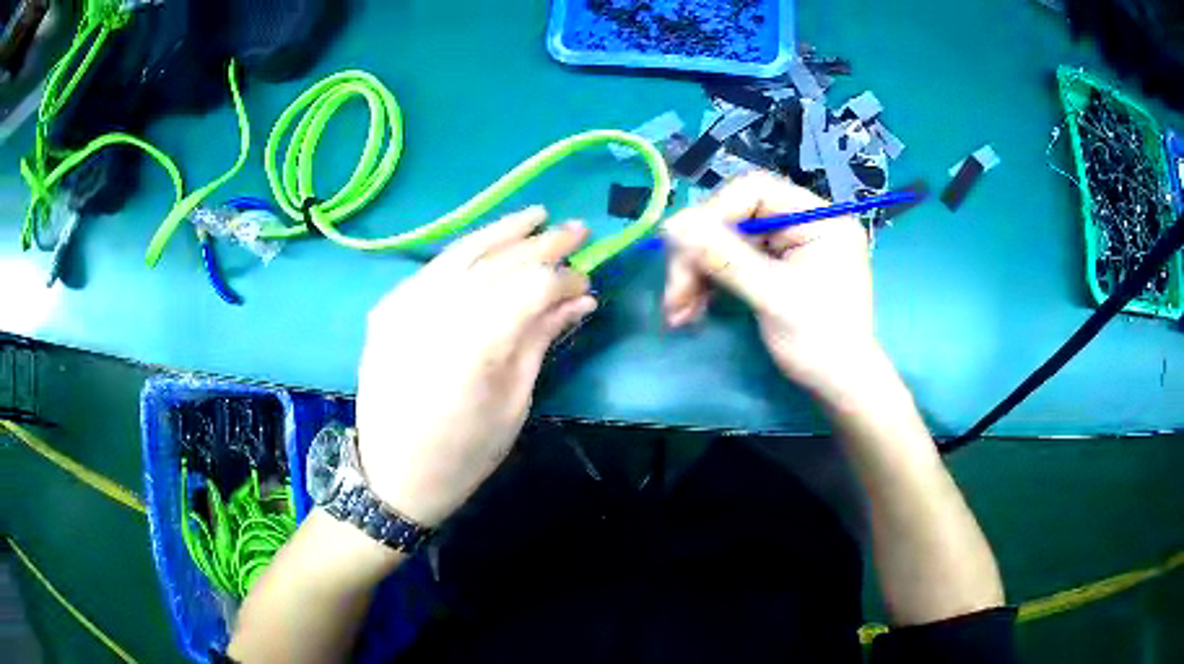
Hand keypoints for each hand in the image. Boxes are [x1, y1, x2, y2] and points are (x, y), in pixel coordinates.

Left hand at [356, 207, 596, 526]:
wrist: (390, 475)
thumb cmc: (462, 455)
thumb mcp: (513, 405)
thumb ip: (541, 341)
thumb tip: (580, 301)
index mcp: (473, 348)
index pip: (531, 288)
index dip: (564, 279)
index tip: (588, 282)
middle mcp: (435, 315)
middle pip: (498, 261)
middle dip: (542, 243)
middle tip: (577, 230)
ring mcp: (403, 307)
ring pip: (461, 253)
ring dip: (502, 231)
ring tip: (536, 216)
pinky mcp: (386, 308)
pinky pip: (432, 269)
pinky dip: (465, 252)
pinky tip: (488, 244)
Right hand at [662, 171, 878, 401]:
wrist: (840, 387)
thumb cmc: (820, 343)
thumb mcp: (773, 298)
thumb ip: (725, 258)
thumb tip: (672, 224)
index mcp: (818, 218)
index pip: (755, 190)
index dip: (714, 214)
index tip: (684, 250)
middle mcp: (803, 222)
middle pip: (735, 216)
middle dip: (699, 254)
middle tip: (674, 294)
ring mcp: (789, 244)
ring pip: (727, 240)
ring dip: (697, 273)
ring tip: (678, 311)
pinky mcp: (776, 266)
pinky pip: (732, 261)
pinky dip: (709, 283)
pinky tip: (692, 308)